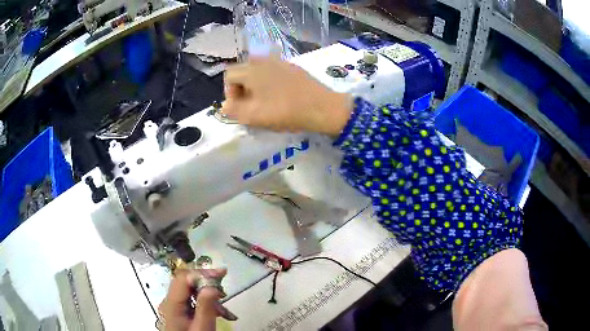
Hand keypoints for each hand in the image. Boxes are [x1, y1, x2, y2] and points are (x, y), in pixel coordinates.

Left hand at [158, 269, 236, 330]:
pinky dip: (206, 302)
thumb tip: (212, 286)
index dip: (202, 273)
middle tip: (224, 290)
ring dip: (209, 295)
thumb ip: (206, 307)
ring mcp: (173, 305)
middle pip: (186, 282)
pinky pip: (192, 299)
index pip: (183, 278)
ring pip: (191, 291)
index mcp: (172, 303)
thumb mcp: (202, 327)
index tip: (222, 274)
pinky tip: (218, 312)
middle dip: (207, 283)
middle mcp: (170, 300)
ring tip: (224, 308)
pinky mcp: (179, 310)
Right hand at [222, 55, 353, 135]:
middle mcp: (264, 60)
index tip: (240, 107)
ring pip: (258, 72)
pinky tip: (280, 97)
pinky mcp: (294, 67)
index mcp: (251, 69)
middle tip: (251, 106)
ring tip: (265, 103)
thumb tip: (224, 106)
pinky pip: (273, 72)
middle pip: (243, 72)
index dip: (229, 93)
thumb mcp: (254, 116)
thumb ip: (233, 111)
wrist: (323, 107)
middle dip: (242, 89)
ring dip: (256, 86)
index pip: (229, 75)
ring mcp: (281, 62)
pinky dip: (270, 83)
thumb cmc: (285, 111)